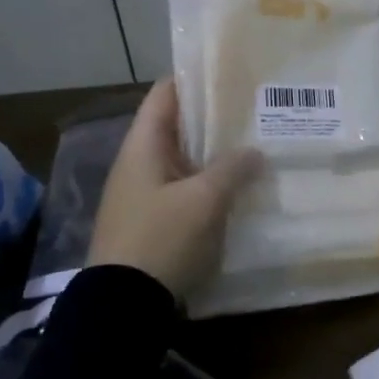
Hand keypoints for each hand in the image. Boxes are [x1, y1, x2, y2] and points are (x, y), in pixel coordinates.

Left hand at [88, 79, 260, 301]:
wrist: (123, 304)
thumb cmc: (161, 239)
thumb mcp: (203, 200)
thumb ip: (232, 170)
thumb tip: (255, 151)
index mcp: (143, 146)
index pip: (166, 94)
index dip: (195, 79)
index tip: (232, 73)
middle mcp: (139, 162)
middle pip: (177, 126)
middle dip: (214, 118)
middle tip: (256, 111)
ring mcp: (143, 193)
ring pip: (183, 159)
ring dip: (214, 153)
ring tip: (255, 144)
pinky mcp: (152, 220)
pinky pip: (183, 188)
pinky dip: (208, 182)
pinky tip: (238, 187)